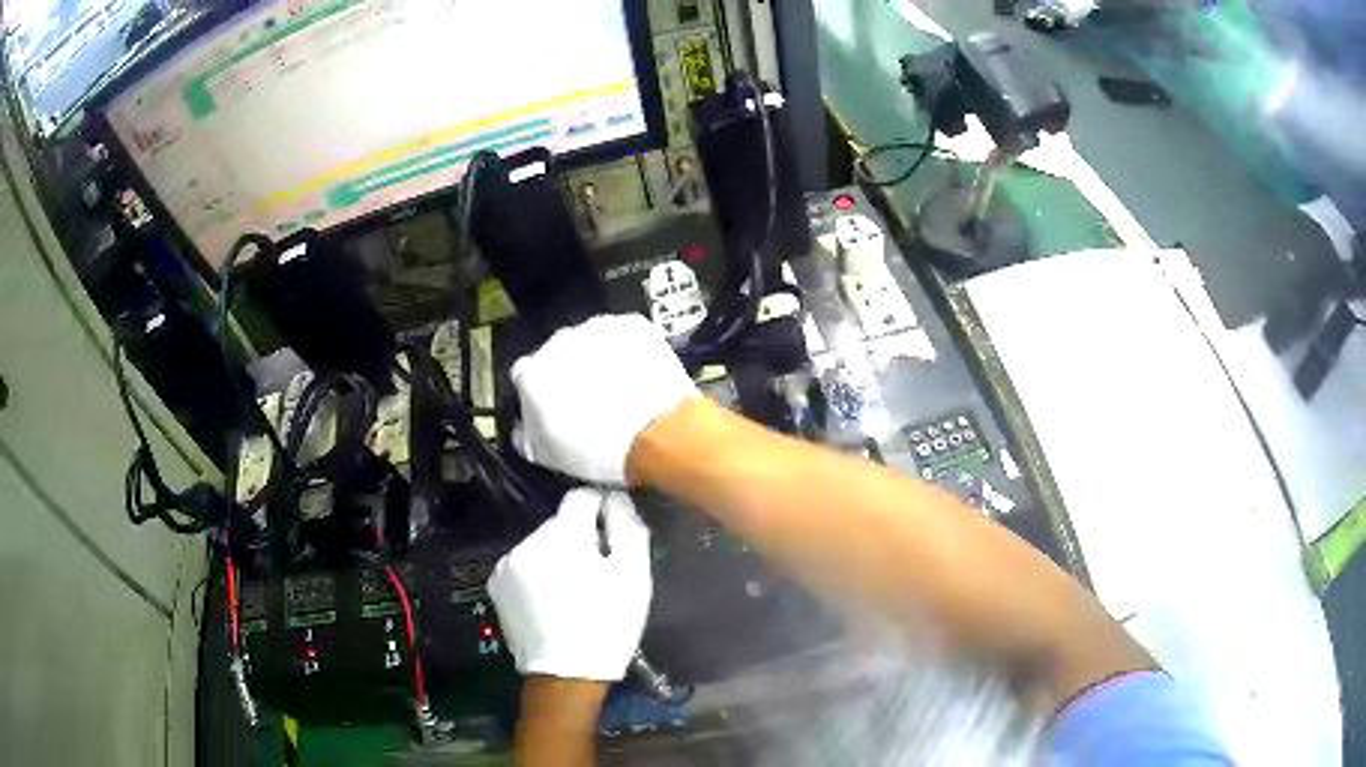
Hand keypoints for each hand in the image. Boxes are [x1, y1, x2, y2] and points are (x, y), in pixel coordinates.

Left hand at [488, 488, 651, 680]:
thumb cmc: (607, 624)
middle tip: (598, 571)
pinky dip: (538, 574)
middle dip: (579, 539)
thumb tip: (616, 498)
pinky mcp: (496, 585)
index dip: (602, 508)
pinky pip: (524, 565)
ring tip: (574, 590)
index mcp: (561, 534)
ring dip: (557, 556)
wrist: (566, 676)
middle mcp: (526, 541)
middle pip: (560, 524)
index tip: (615, 530)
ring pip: (541, 545)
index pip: (580, 498)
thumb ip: (627, 526)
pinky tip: (551, 601)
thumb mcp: (633, 575)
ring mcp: (506, 564)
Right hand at [511, 314, 698, 483]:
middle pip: (559, 354)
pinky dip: (630, 350)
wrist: (656, 433)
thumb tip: (525, 430)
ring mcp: (597, 329)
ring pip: (592, 341)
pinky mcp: (632, 325)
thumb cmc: (600, 450)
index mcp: (531, 373)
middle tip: (592, 402)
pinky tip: (639, 375)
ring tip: (620, 390)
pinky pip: (625, 335)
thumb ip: (528, 435)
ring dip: (600, 359)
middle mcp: (558, 342)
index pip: (526, 377)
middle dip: (571, 374)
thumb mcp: (550, 456)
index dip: (542, 394)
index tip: (556, 408)